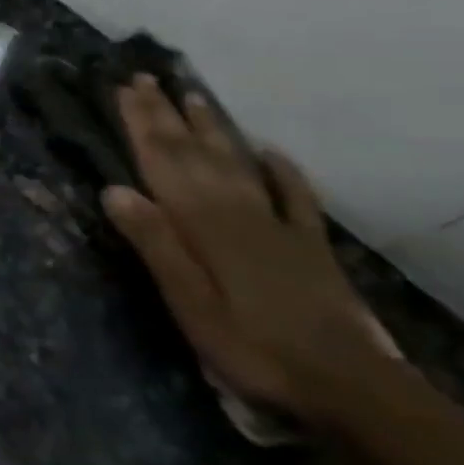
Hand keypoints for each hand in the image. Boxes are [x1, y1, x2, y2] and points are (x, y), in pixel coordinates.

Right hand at [101, 75, 387, 424]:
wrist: (349, 386)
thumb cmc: (251, 347)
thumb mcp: (189, 303)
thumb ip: (155, 244)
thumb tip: (114, 189)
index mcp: (202, 224)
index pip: (164, 162)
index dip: (143, 124)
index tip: (125, 89)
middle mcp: (237, 211)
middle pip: (195, 153)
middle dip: (168, 114)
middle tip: (148, 78)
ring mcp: (277, 225)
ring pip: (237, 163)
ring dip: (213, 129)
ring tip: (195, 96)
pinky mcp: (309, 246)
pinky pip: (295, 196)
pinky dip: (281, 170)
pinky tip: (271, 151)